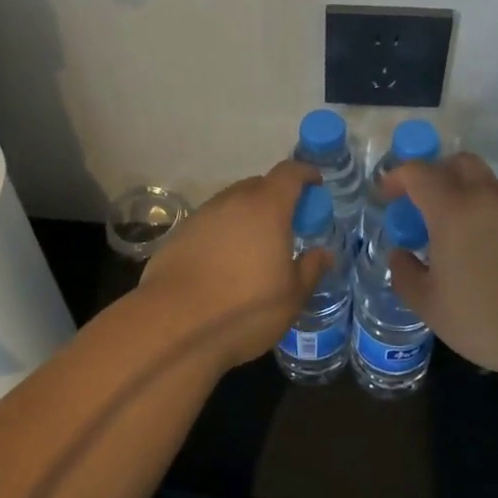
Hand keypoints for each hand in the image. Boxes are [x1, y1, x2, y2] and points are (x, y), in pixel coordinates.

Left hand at [134, 160, 332, 371]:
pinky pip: (210, 223)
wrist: (173, 325)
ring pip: (232, 204)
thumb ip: (310, 269)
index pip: (289, 173)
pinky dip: (223, 232)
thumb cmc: (244, 309)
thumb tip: (324, 252)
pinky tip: (223, 262)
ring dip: (247, 215)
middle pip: (258, 185)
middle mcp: (233, 202)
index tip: (315, 184)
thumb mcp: (291, 296)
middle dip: (276, 197)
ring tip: (254, 245)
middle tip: (286, 223)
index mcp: (266, 208)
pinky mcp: (178, 235)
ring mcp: (202, 216)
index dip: (305, 173)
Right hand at [385, 153, 497, 380]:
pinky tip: (492, 253)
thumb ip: (406, 275)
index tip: (388, 195)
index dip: (397, 177)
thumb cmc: (487, 318)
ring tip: (459, 236)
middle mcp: (486, 197)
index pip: (418, 172)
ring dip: (467, 196)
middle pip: (459, 163)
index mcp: (452, 209)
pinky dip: (492, 217)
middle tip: (424, 204)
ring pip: (487, 185)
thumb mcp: (430, 306)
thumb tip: (399, 255)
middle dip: (436, 173)